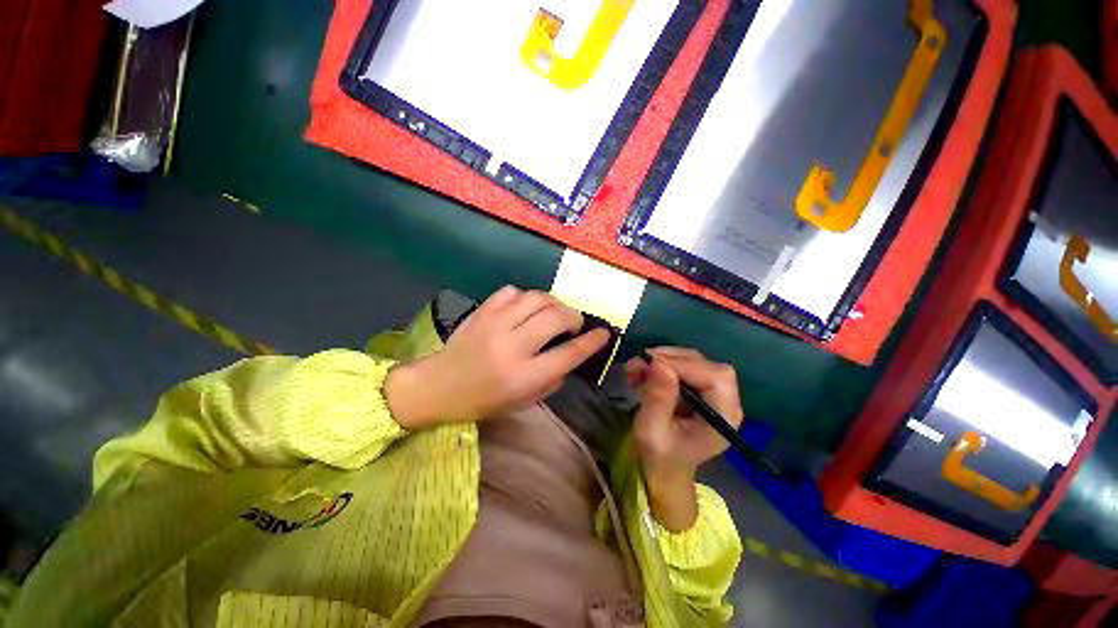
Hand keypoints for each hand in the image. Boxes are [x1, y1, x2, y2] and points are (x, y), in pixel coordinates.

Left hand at [384, 286, 609, 428]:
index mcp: (523, 376)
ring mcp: (495, 324)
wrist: (438, 386)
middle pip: (556, 317)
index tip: (603, 334)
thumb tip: (570, 355)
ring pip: (537, 298)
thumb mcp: (522, 402)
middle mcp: (512, 346)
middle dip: (574, 317)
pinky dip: (525, 297)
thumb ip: (552, 379)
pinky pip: (512, 292)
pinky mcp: (482, 311)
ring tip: (554, 312)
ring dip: (553, 303)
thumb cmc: (482, 401)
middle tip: (575, 324)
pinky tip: (525, 308)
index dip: (591, 342)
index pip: (568, 354)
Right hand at [624, 347, 743, 530]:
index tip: (650, 364)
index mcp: (723, 417)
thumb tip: (659, 364)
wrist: (664, 468)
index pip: (714, 378)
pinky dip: (661, 363)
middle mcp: (725, 401)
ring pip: (693, 360)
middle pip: (705, 364)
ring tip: (636, 368)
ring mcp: (714, 393)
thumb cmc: (660, 457)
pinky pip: (684, 365)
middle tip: (639, 363)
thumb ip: (657, 399)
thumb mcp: (651, 432)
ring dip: (662, 359)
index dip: (683, 365)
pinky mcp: (701, 387)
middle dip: (670, 359)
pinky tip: (642, 372)